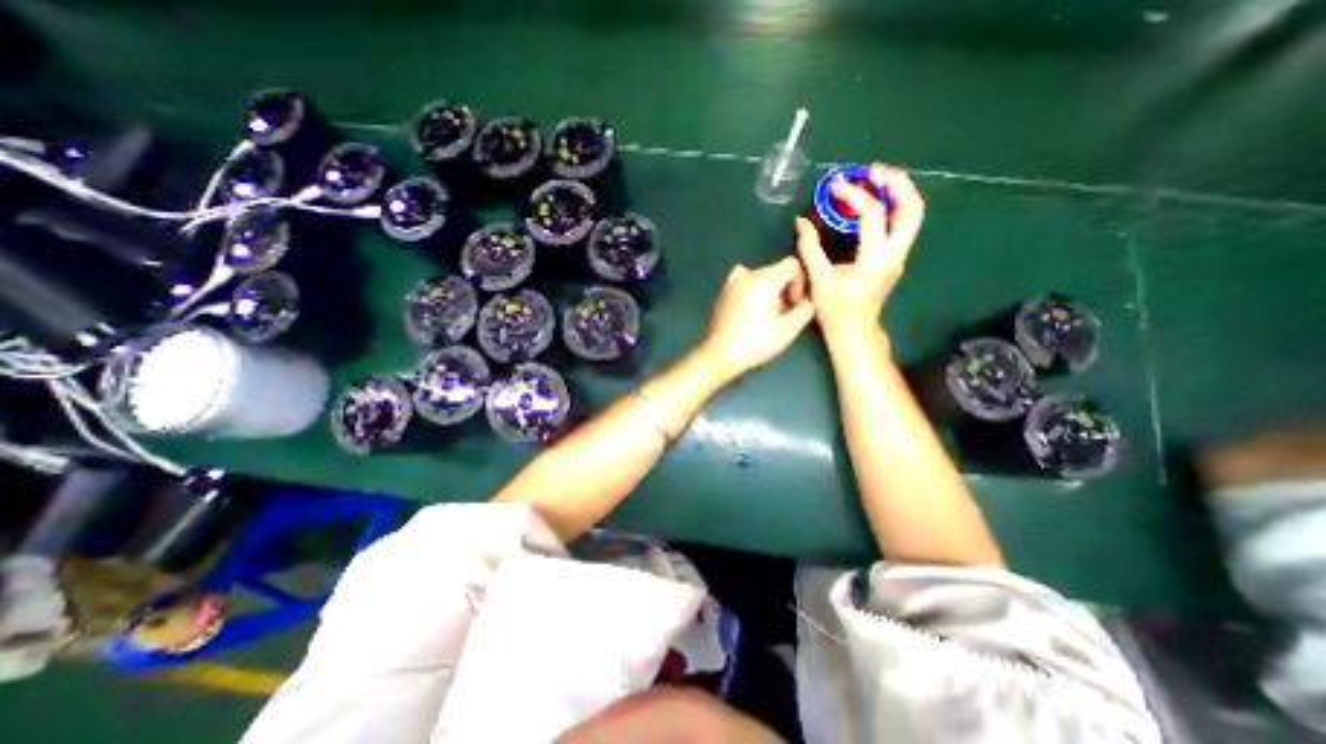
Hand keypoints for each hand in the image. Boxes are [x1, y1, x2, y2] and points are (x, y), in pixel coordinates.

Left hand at [698, 256, 815, 376]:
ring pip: (761, 278)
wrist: (720, 354)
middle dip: (785, 290)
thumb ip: (806, 309)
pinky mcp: (723, 293)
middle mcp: (747, 274)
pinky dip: (752, 292)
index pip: (792, 264)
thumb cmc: (756, 343)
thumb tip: (808, 301)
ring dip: (769, 292)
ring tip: (767, 317)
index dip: (799, 283)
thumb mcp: (789, 329)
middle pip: (776, 271)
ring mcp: (732, 282)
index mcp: (764, 279)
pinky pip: (745, 284)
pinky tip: (751, 313)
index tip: (794, 305)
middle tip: (783, 315)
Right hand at [791, 163, 924, 340]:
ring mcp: (899, 256)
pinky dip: (891, 207)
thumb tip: (801, 222)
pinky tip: (872, 203)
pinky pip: (901, 224)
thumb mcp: (819, 279)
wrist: (854, 332)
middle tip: (872, 171)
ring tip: (875, 180)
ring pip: (912, 215)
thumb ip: (809, 248)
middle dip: (895, 184)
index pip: (873, 215)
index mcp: (875, 259)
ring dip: (897, 193)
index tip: (835, 186)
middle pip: (911, 208)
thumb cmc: (836, 310)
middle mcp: (895, 254)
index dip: (855, 195)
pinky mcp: (894, 258)